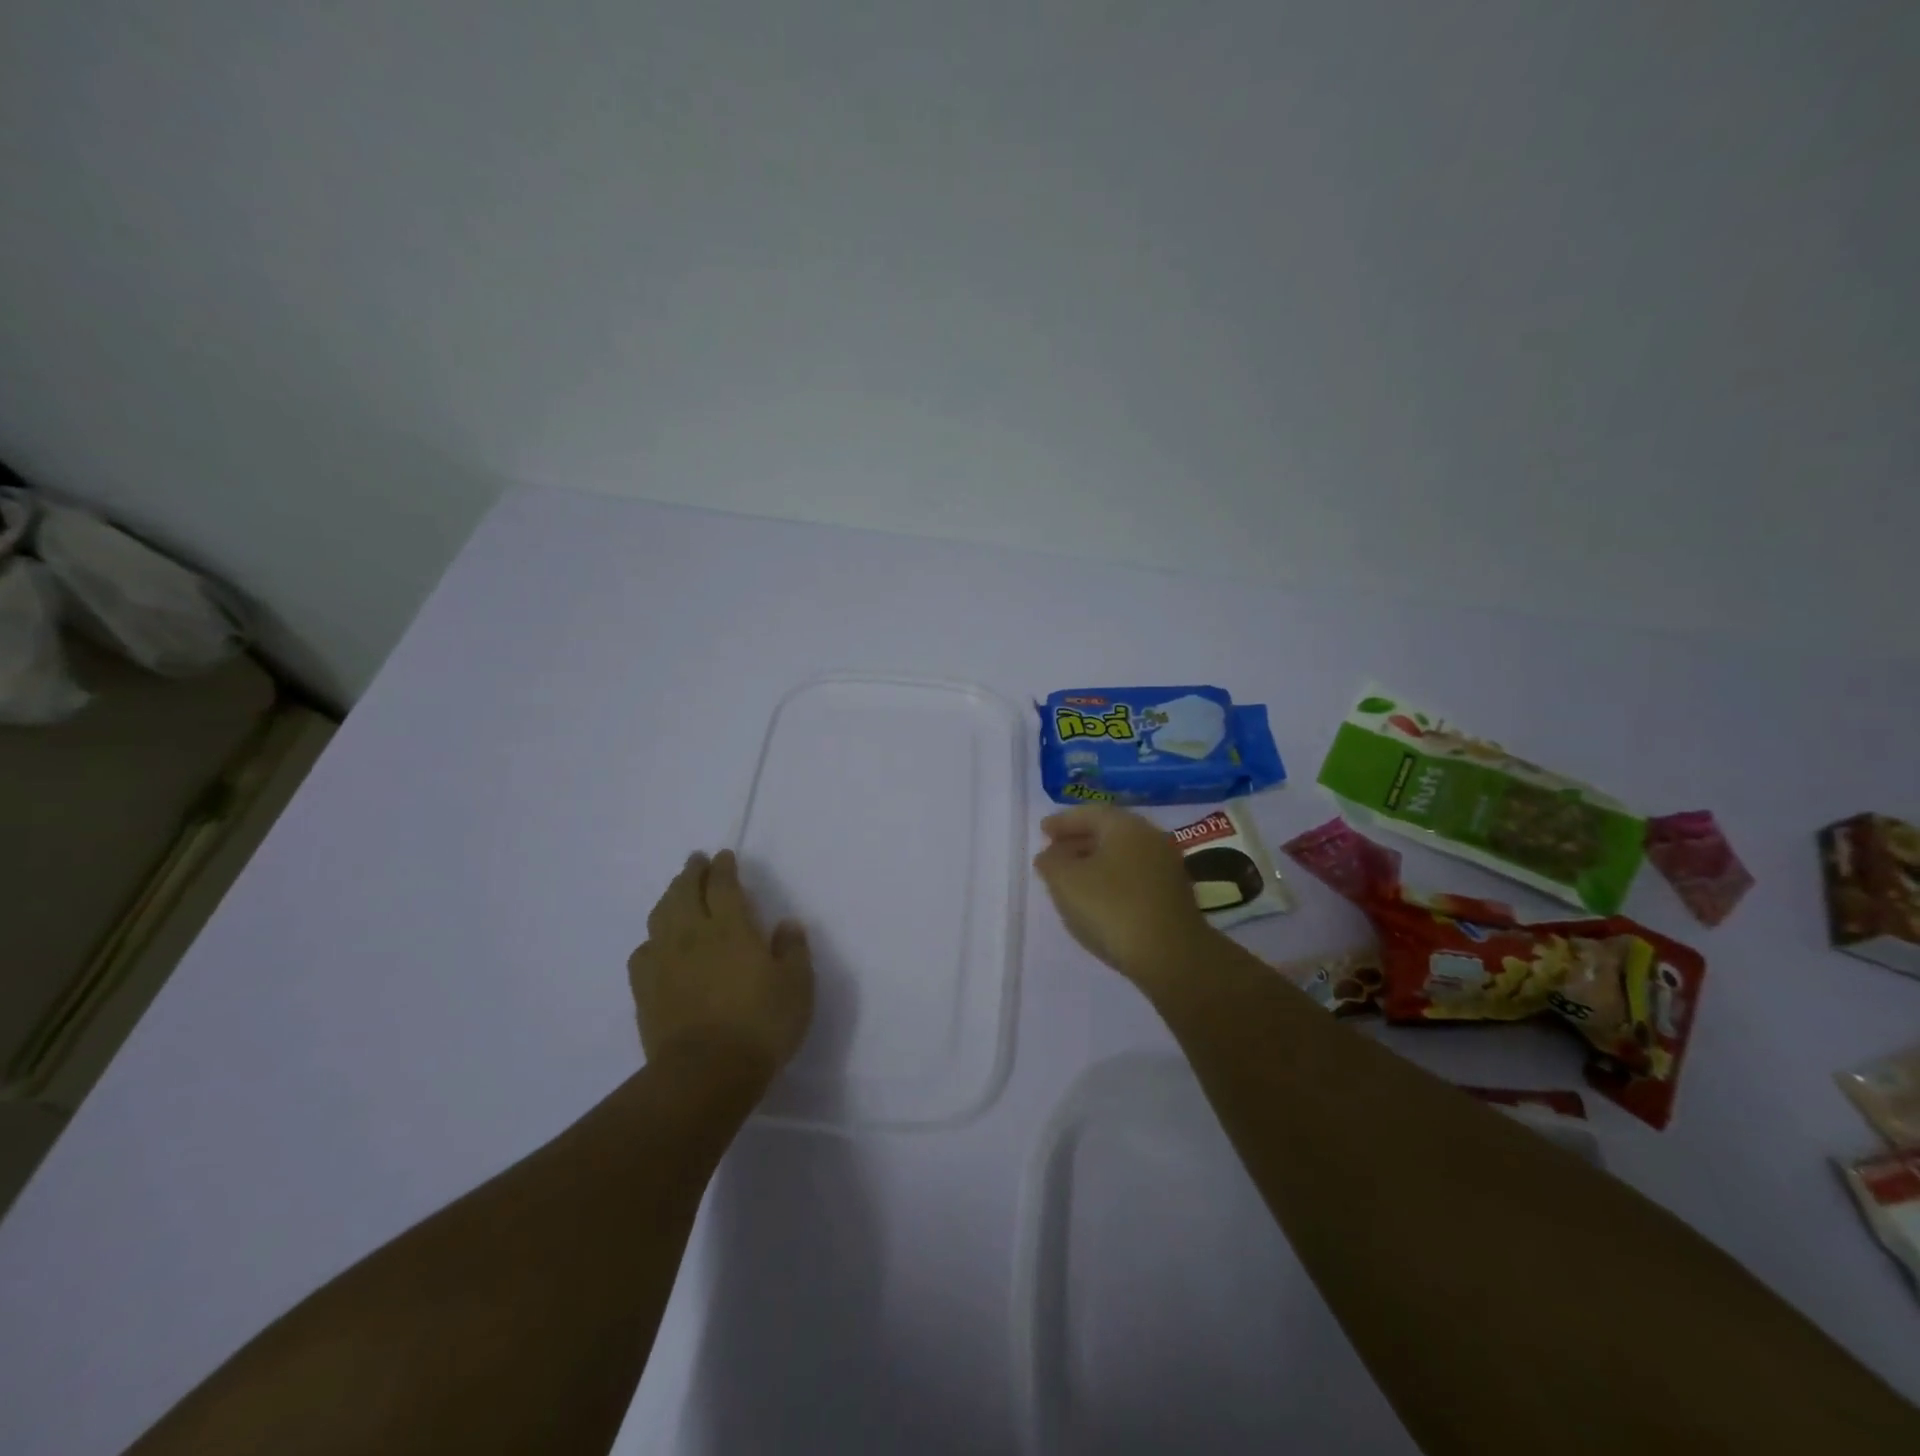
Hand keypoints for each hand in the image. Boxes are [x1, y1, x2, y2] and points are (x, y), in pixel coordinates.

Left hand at [627, 850, 814, 1079]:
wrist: (706, 1073)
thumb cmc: (761, 1025)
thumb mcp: (797, 986)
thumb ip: (793, 950)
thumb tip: (786, 925)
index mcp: (731, 928)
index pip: (723, 885)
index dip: (723, 867)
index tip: (724, 857)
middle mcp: (693, 935)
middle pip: (685, 891)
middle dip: (691, 872)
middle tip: (696, 861)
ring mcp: (664, 961)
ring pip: (660, 915)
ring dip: (669, 896)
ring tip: (676, 891)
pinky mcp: (645, 989)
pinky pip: (642, 951)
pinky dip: (651, 938)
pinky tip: (657, 944)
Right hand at [1033, 806, 1215, 991]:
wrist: (1171, 956)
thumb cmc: (1112, 908)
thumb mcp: (1066, 882)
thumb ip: (1051, 862)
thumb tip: (1049, 854)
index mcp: (1126, 826)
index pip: (1089, 813)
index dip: (1062, 821)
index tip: (1043, 830)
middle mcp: (1150, 838)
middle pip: (1108, 831)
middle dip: (1078, 840)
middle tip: (1053, 852)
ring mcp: (1165, 867)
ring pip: (1121, 855)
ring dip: (1093, 861)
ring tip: (1069, 878)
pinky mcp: (1171, 895)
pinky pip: (1133, 875)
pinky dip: (1110, 878)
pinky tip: (1096, 898)